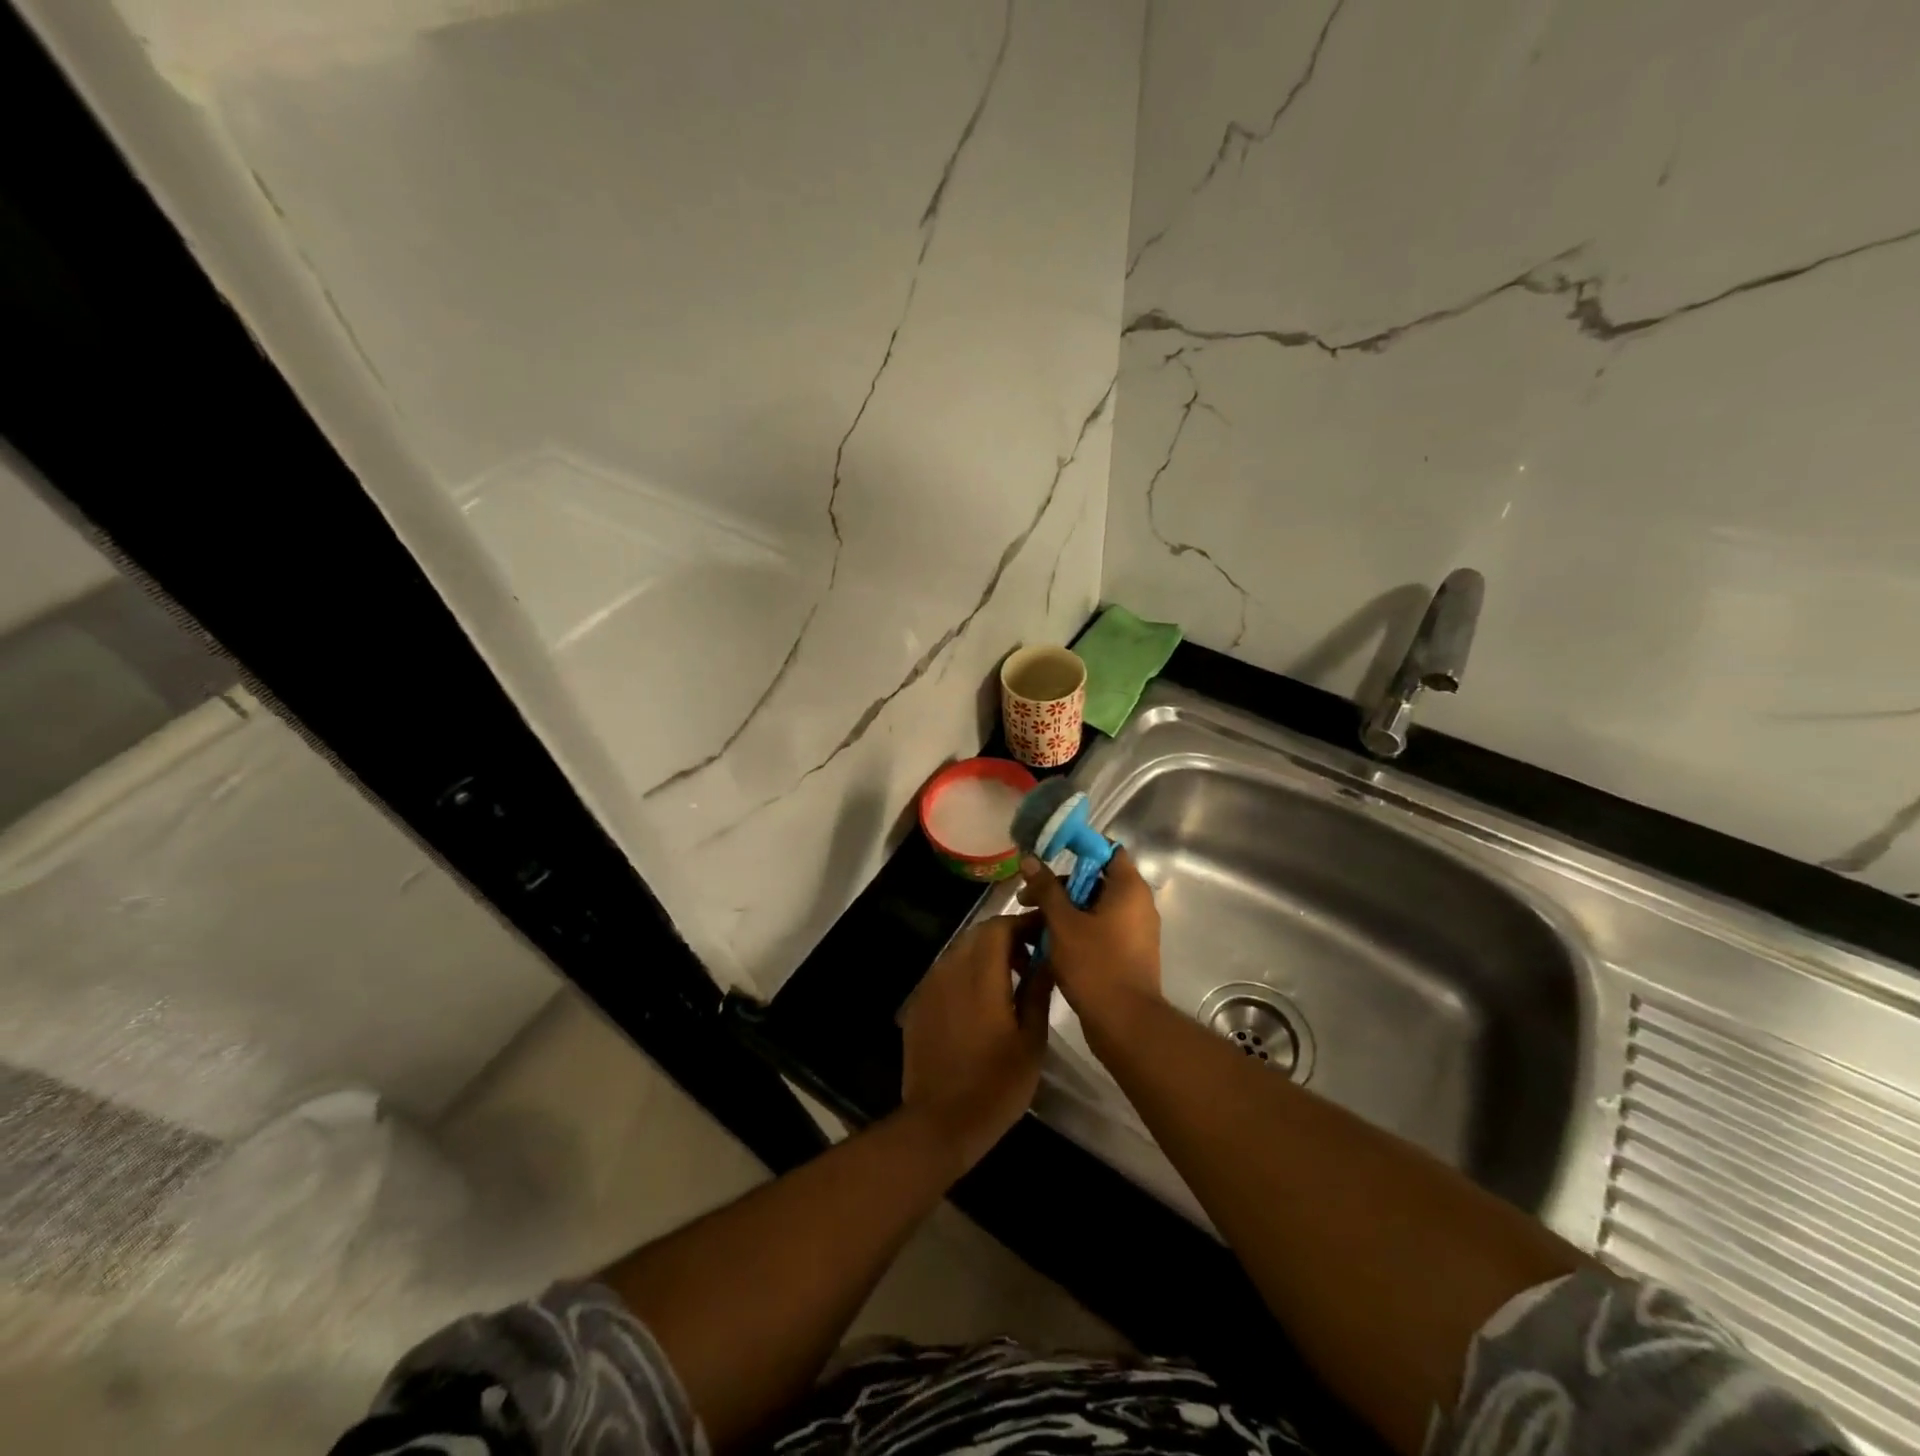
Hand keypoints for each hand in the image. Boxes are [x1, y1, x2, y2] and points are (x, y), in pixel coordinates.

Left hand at [899, 914, 1053, 1172]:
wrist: (940, 1122)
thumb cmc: (996, 1084)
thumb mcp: (1031, 1041)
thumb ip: (1038, 991)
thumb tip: (1048, 958)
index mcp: (981, 975)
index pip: (1000, 926)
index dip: (1024, 923)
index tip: (1045, 933)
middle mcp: (951, 970)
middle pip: (979, 934)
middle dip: (1007, 937)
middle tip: (1031, 959)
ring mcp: (930, 986)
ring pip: (960, 951)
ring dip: (985, 955)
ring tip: (1009, 981)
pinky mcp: (918, 1004)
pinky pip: (946, 972)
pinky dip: (966, 973)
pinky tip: (980, 1002)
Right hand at [1018, 847, 1161, 1034]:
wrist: (1125, 1023)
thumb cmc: (1095, 965)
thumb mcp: (1063, 923)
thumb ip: (1046, 888)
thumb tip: (1030, 859)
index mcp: (1129, 888)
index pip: (1107, 850)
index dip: (1077, 847)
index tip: (1048, 854)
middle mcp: (1138, 904)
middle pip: (1096, 879)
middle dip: (1061, 885)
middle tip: (1028, 898)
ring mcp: (1136, 930)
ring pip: (1095, 907)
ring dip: (1065, 910)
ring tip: (1033, 925)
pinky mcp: (1129, 953)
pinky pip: (1101, 929)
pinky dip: (1077, 929)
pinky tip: (1050, 943)